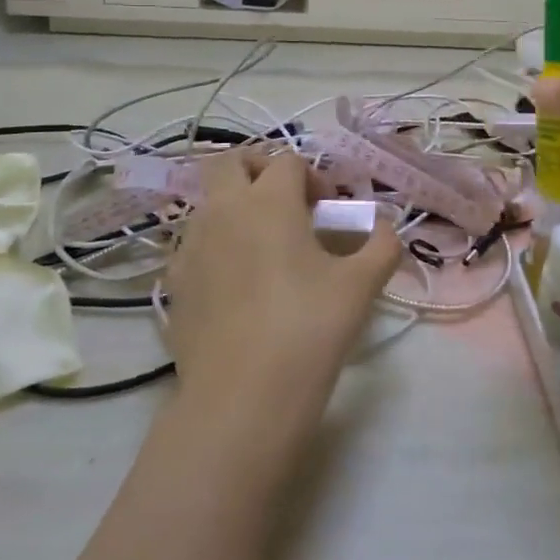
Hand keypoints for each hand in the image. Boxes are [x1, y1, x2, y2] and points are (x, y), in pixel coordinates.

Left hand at [164, 149, 401, 454]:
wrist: (243, 397)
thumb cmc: (309, 328)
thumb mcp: (363, 284)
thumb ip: (382, 244)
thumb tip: (382, 227)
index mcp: (268, 202)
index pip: (288, 162)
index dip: (314, 178)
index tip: (331, 212)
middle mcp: (223, 212)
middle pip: (230, 163)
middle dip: (260, 170)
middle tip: (288, 204)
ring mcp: (191, 247)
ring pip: (209, 203)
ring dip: (238, 208)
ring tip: (268, 249)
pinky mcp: (176, 283)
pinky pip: (196, 245)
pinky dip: (219, 246)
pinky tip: (242, 285)